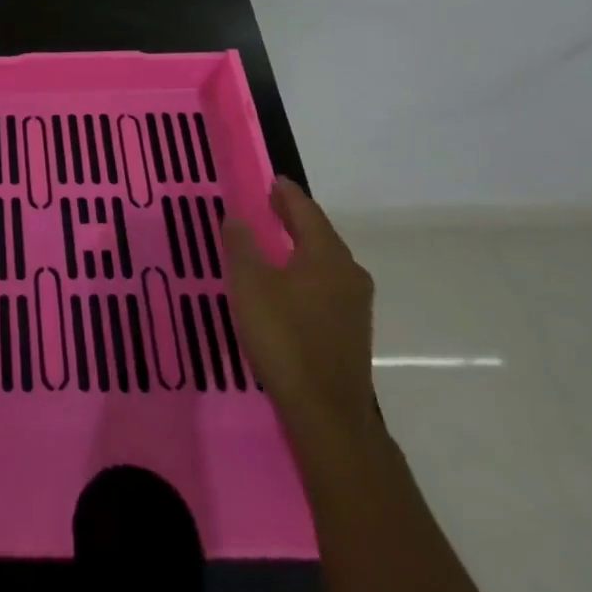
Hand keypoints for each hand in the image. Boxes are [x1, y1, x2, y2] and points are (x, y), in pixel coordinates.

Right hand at [224, 178, 375, 432]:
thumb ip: (242, 245)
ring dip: (301, 246)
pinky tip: (288, 281)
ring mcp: (354, 305)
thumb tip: (236, 217)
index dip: (287, 194)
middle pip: (320, 234)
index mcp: (327, 255)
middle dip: (295, 218)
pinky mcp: (350, 330)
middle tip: (270, 204)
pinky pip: (326, 284)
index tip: (273, 180)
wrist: (326, 412)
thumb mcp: (250, 284)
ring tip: (275, 240)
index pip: (306, 211)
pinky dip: (306, 271)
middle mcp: (348, 273)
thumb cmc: (285, 338)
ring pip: (325, 261)